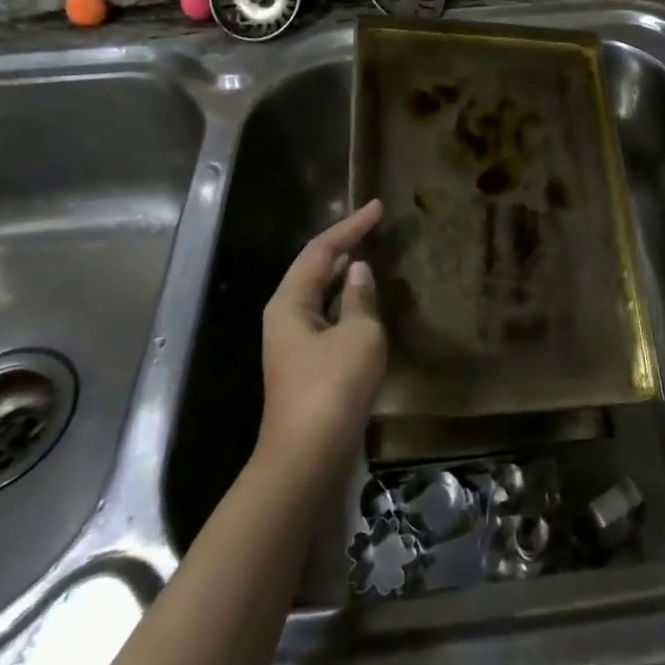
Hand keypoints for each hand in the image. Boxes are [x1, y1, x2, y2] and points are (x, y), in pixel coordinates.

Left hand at [259, 199, 386, 467]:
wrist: (309, 458)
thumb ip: (361, 298)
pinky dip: (348, 302)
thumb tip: (358, 271)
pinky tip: (368, 301)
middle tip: (375, 226)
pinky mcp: (308, 364)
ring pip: (321, 294)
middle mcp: (286, 316)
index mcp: (290, 301)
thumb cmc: (334, 387)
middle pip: (315, 268)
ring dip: (346, 274)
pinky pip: (328, 317)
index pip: (322, 250)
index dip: (351, 226)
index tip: (378, 207)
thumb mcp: (359, 334)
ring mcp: (294, 343)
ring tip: (374, 254)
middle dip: (345, 245)